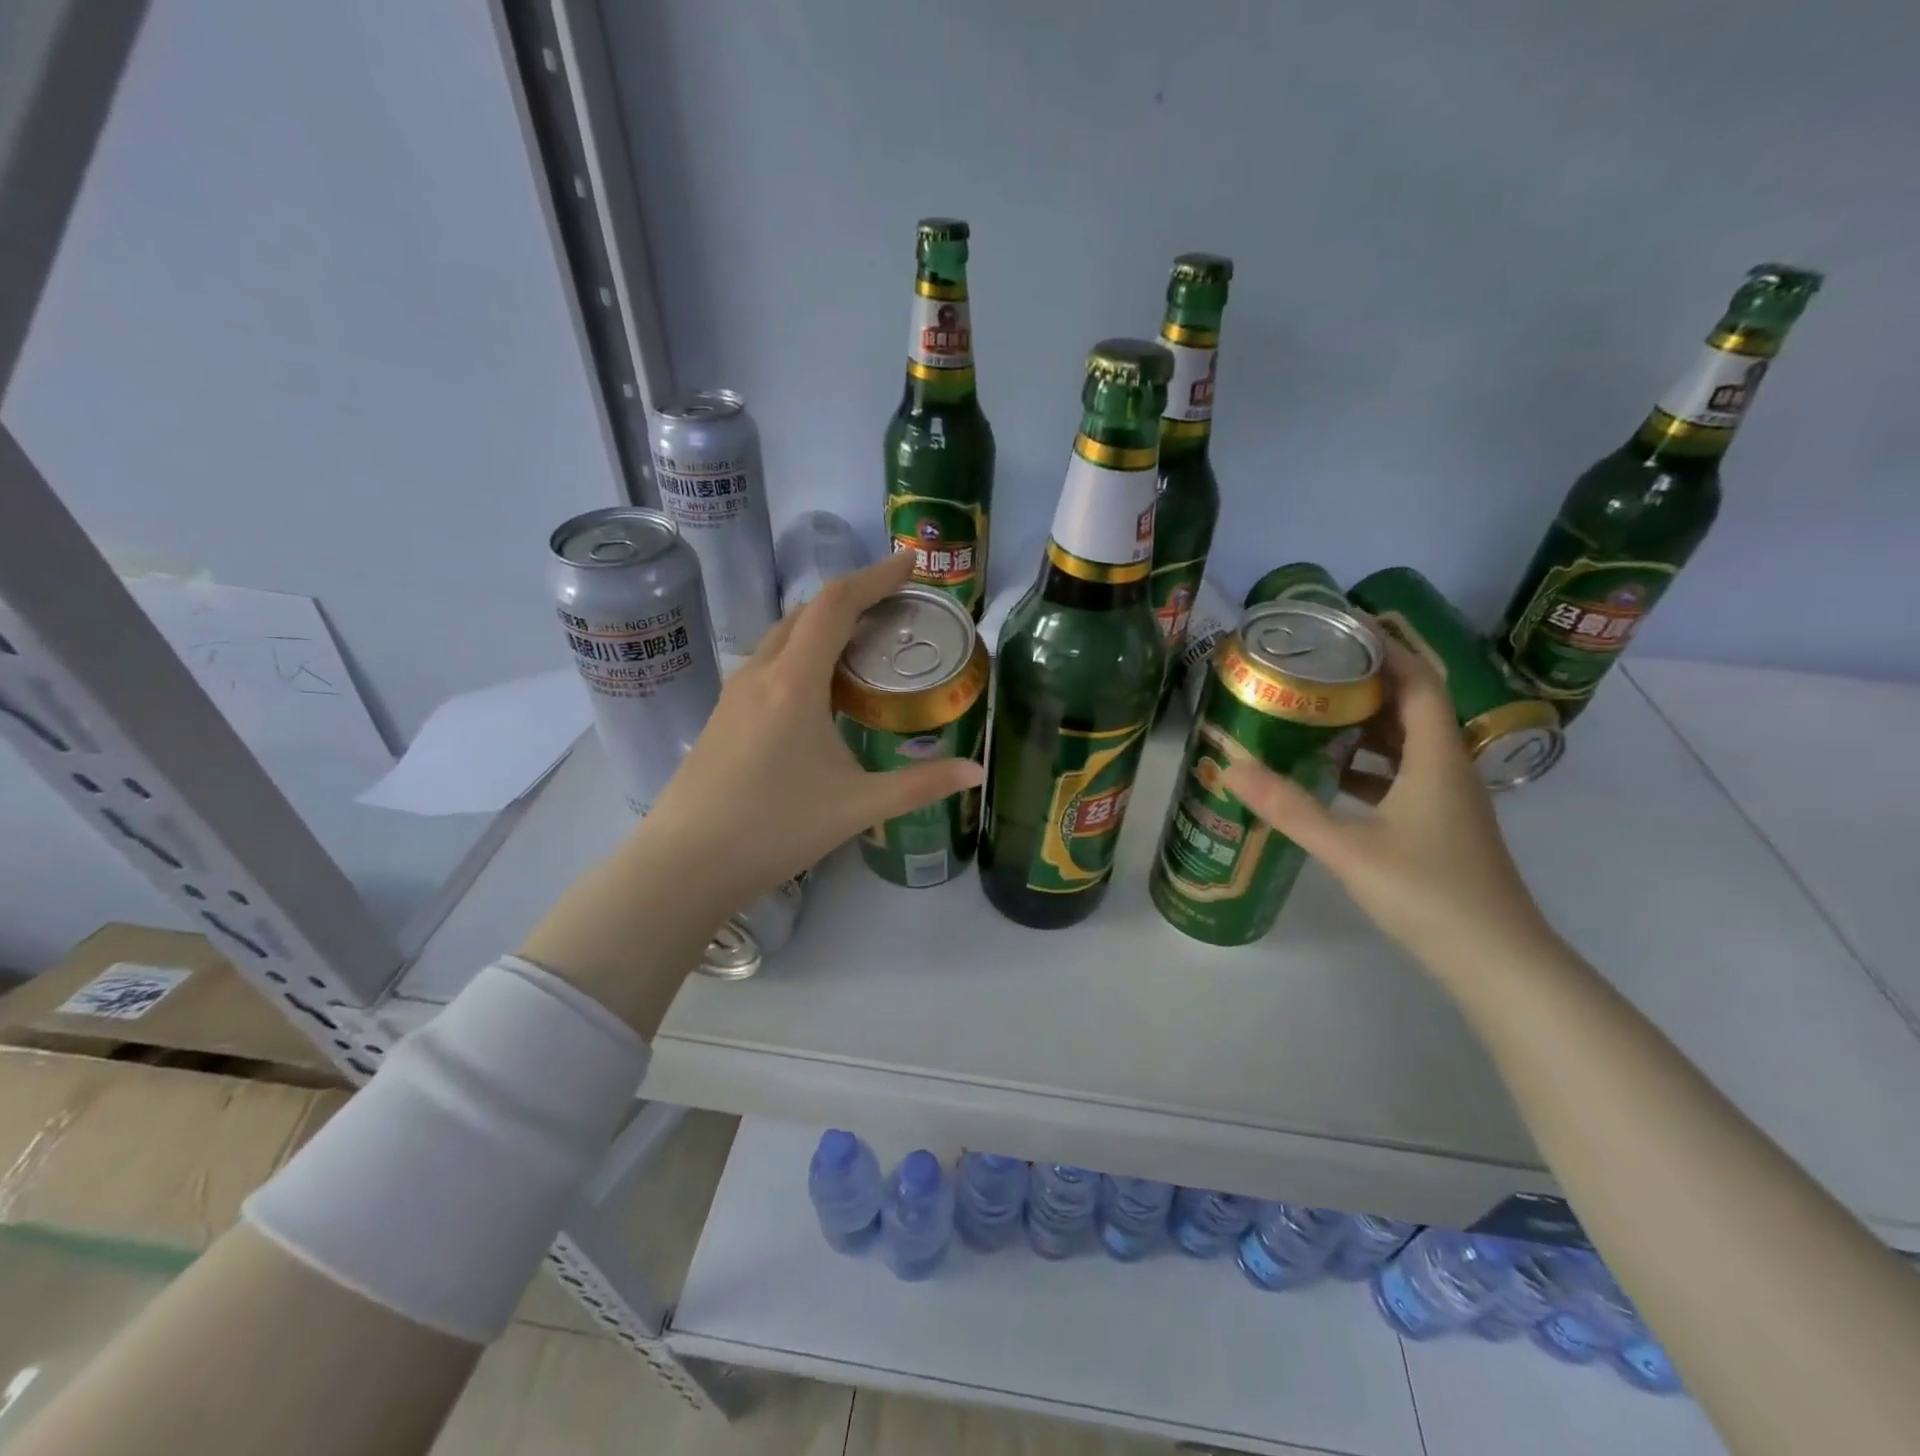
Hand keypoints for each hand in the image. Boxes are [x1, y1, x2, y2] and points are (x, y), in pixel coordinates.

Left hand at [639, 550, 983, 919]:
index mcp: (794, 682)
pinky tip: (819, 690)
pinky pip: (769, 664)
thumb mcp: (857, 806)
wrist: (685, 863)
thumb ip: (921, 785)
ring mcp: (734, 694)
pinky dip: (802, 655)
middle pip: (807, 613)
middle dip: (853, 598)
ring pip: (783, 638)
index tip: (909, 562)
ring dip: (824, 627)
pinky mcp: (723, 716)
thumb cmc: (775, 828)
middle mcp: (760, 674)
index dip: (875, 576)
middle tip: (895, 607)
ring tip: (863, 643)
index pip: (836, 605)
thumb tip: (976, 772)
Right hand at [1222, 631, 1556, 981]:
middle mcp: (1447, 769)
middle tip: (1313, 670)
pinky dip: (1369, 766)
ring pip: (1407, 744)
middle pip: (1412, 708)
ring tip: (1313, 714)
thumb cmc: (1429, 893)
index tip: (1343, 628)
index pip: (1418, 683)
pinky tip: (1331, 776)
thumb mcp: (1348, 848)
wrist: (1497, 961)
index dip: (1386, 650)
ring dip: (1366, 725)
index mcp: (1435, 759)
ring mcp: (1447, 801)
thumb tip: (1231, 767)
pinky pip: (1403, 776)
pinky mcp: (1441, 827)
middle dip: (1366, 683)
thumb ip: (1289, 807)